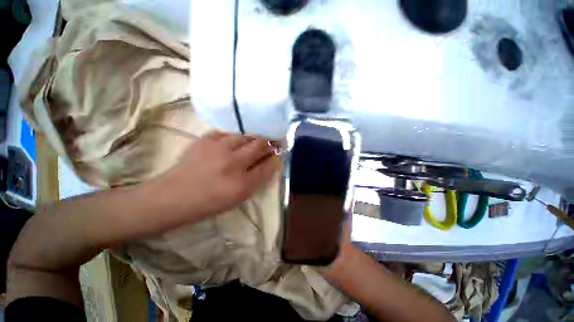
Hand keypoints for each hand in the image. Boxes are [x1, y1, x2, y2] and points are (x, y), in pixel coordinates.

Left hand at [160, 131, 280, 220]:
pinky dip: (235, 136)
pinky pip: (227, 132)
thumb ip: (257, 179)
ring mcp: (218, 149)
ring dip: (254, 137)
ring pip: (245, 135)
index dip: (275, 158)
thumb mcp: (239, 197)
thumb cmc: (209, 202)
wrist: (173, 197)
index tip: (278, 154)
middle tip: (271, 143)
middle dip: (269, 143)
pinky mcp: (205, 141)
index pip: (268, 165)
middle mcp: (233, 163)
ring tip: (254, 141)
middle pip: (260, 145)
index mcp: (242, 184)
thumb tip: (269, 163)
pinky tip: (234, 141)